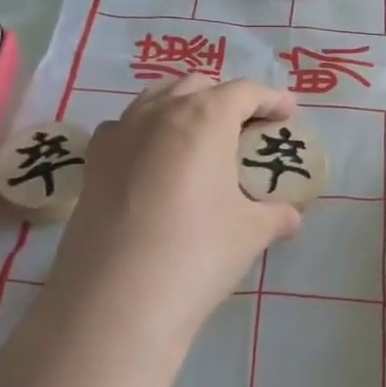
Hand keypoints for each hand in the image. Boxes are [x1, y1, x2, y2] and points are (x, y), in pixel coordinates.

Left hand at [45, 77, 302, 366]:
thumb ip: (276, 215)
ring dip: (184, 107)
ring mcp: (119, 135)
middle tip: (246, 126)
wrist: (115, 301)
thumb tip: (292, 217)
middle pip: (197, 85)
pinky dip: (147, 132)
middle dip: (226, 98)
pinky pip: (125, 128)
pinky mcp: (93, 164)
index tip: (288, 111)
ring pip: (156, 99)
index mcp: (205, 117)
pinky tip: (155, 162)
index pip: (245, 91)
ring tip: (201, 138)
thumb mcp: (251, 233)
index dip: (271, 98)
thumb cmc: (197, 253)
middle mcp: (159, 113)